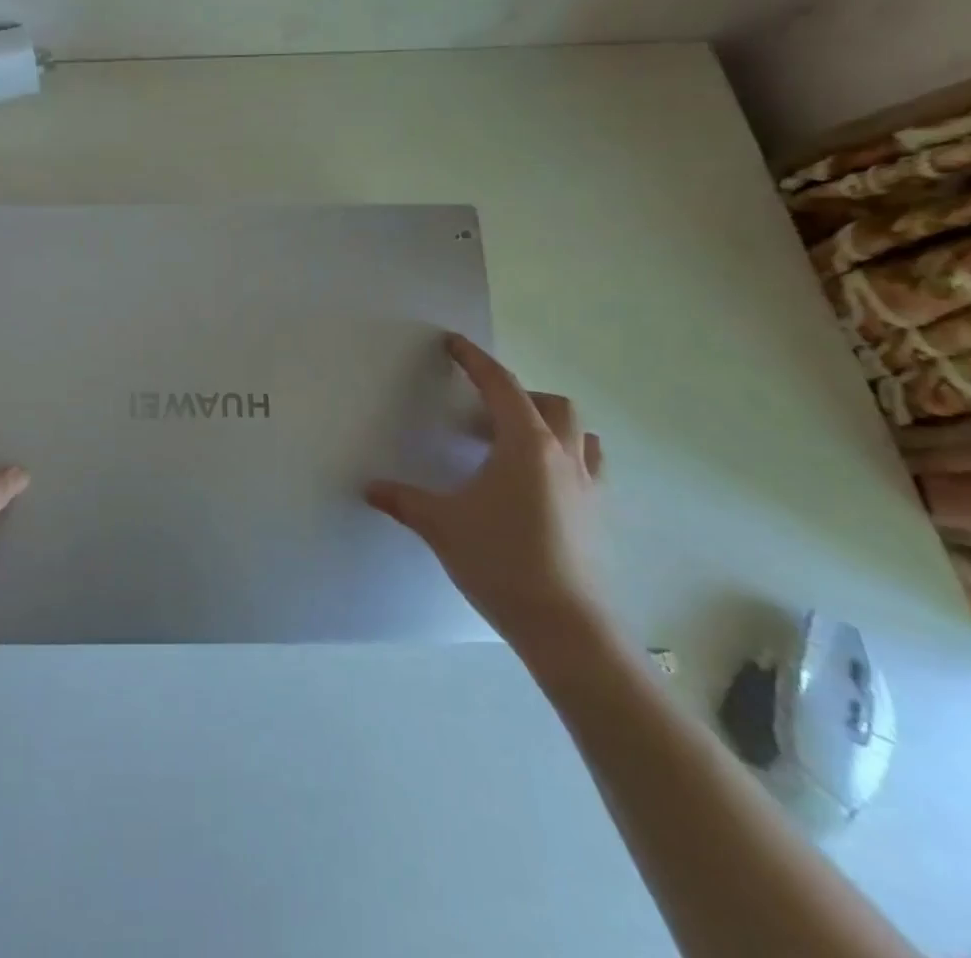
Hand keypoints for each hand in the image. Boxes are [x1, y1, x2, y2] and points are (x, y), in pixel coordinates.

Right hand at [365, 333, 607, 651]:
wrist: (566, 627)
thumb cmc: (501, 561)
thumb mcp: (441, 525)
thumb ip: (403, 500)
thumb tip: (371, 488)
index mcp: (525, 444)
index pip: (500, 385)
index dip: (474, 360)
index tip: (454, 344)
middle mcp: (563, 455)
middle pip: (550, 402)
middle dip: (516, 396)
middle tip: (481, 413)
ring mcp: (588, 485)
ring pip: (578, 433)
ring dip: (548, 425)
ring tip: (514, 446)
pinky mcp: (599, 515)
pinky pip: (588, 466)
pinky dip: (565, 459)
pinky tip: (538, 486)